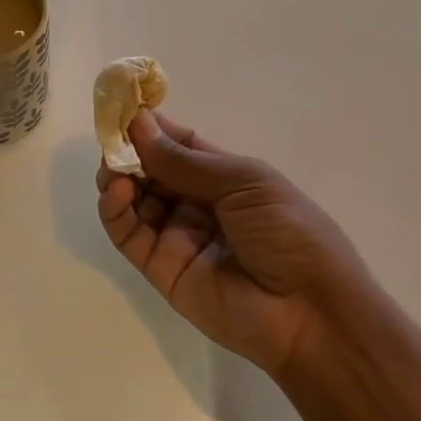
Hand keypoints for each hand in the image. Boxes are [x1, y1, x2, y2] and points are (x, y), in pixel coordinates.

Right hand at [95, 109, 372, 376]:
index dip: (151, 127)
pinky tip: (119, 191)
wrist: (311, 313)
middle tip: (110, 138)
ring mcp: (176, 236)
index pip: (178, 145)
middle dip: (129, 151)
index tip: (122, 106)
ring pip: (134, 200)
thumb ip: (183, 159)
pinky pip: (128, 234)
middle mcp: (196, 203)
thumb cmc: (289, 232)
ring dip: (118, 177)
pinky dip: (116, 209)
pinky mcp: (159, 268)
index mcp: (224, 177)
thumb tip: (137, 123)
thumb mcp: (243, 182)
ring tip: (112, 166)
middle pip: (151, 170)